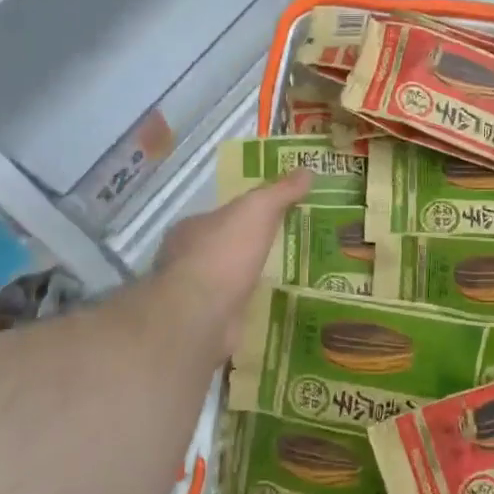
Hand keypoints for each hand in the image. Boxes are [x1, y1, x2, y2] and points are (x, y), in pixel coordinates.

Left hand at [152, 172, 312, 355]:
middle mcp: (186, 260)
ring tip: (288, 279)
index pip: (220, 217)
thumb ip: (279, 192)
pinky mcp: (207, 323)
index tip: (274, 218)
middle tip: (287, 249)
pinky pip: (234, 310)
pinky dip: (251, 308)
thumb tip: (307, 170)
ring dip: (250, 281)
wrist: (202, 314)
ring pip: (228, 282)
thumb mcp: (257, 210)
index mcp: (191, 229)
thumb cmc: (224, 253)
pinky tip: (275, 308)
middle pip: (223, 249)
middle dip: (249, 250)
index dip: (245, 216)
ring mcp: (195, 295)